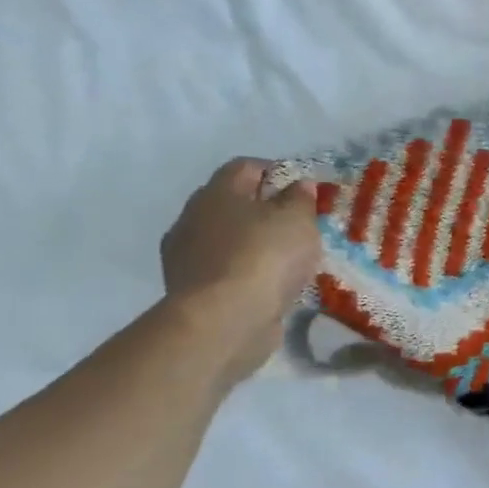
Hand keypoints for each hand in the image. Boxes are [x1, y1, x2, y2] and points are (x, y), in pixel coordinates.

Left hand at [161, 159, 321, 381]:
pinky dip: (246, 270)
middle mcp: (192, 219)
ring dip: (253, 242)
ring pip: (226, 238)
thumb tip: (297, 186)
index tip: (303, 187)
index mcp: (216, 193)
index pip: (244, 167)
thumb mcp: (298, 218)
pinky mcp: (190, 291)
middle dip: (263, 208)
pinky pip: (225, 269)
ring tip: (287, 256)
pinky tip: (271, 281)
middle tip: (297, 221)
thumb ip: (300, 198)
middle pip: (232, 203)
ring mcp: (185, 257)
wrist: (224, 321)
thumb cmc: (265, 255)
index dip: (276, 171)